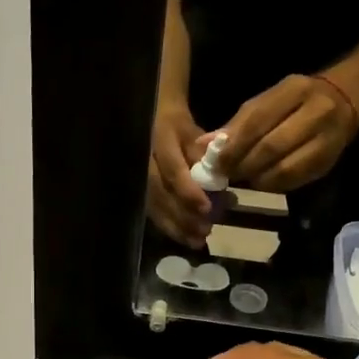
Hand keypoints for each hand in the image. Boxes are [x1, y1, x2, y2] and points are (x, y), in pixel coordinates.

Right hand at [146, 98, 213, 246]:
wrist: (153, 116)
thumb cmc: (179, 126)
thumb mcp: (195, 133)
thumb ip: (206, 158)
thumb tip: (222, 185)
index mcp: (161, 139)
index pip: (173, 170)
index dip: (188, 192)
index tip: (206, 210)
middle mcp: (144, 159)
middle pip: (160, 193)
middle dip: (182, 215)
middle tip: (204, 232)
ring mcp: (137, 175)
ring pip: (153, 205)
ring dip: (176, 227)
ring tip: (197, 242)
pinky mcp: (138, 189)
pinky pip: (151, 210)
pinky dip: (168, 226)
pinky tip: (185, 238)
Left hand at [219, 75, 358, 191]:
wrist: (346, 100)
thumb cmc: (296, 100)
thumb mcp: (269, 100)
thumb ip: (238, 123)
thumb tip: (203, 145)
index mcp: (295, 90)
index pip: (258, 119)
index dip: (233, 143)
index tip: (214, 159)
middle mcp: (316, 113)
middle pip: (271, 147)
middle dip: (243, 164)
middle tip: (225, 173)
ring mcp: (326, 140)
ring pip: (284, 169)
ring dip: (257, 178)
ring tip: (242, 178)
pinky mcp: (328, 162)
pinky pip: (295, 181)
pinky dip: (273, 185)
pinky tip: (262, 181)